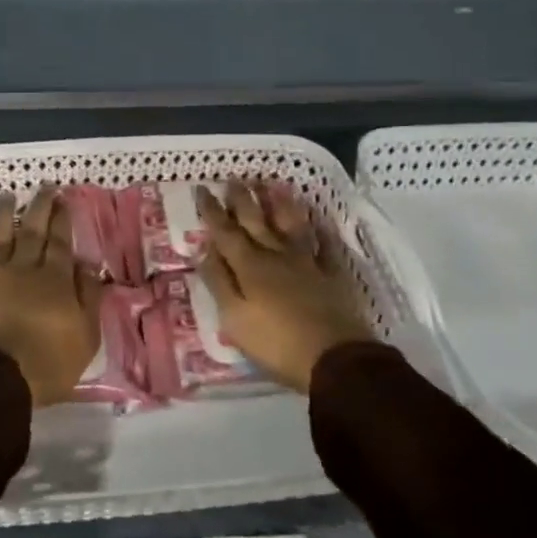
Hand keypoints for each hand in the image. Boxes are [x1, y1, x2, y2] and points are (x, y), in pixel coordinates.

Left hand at [0, 186, 102, 406]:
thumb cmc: (49, 362)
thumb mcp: (86, 335)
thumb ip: (88, 297)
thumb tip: (88, 265)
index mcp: (54, 280)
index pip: (60, 242)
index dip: (62, 219)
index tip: (62, 198)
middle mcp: (23, 270)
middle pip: (32, 233)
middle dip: (39, 208)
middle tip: (43, 187)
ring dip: (3, 216)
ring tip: (7, 196)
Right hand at [196, 183, 371, 393]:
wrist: (335, 359)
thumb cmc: (276, 342)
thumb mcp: (234, 317)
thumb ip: (218, 280)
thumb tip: (204, 248)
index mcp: (249, 266)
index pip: (224, 232)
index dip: (212, 210)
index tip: (202, 188)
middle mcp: (276, 255)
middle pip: (256, 221)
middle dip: (242, 199)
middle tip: (233, 178)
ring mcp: (307, 263)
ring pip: (291, 225)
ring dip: (281, 204)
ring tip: (274, 185)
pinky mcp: (332, 276)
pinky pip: (326, 246)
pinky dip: (321, 231)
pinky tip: (318, 220)